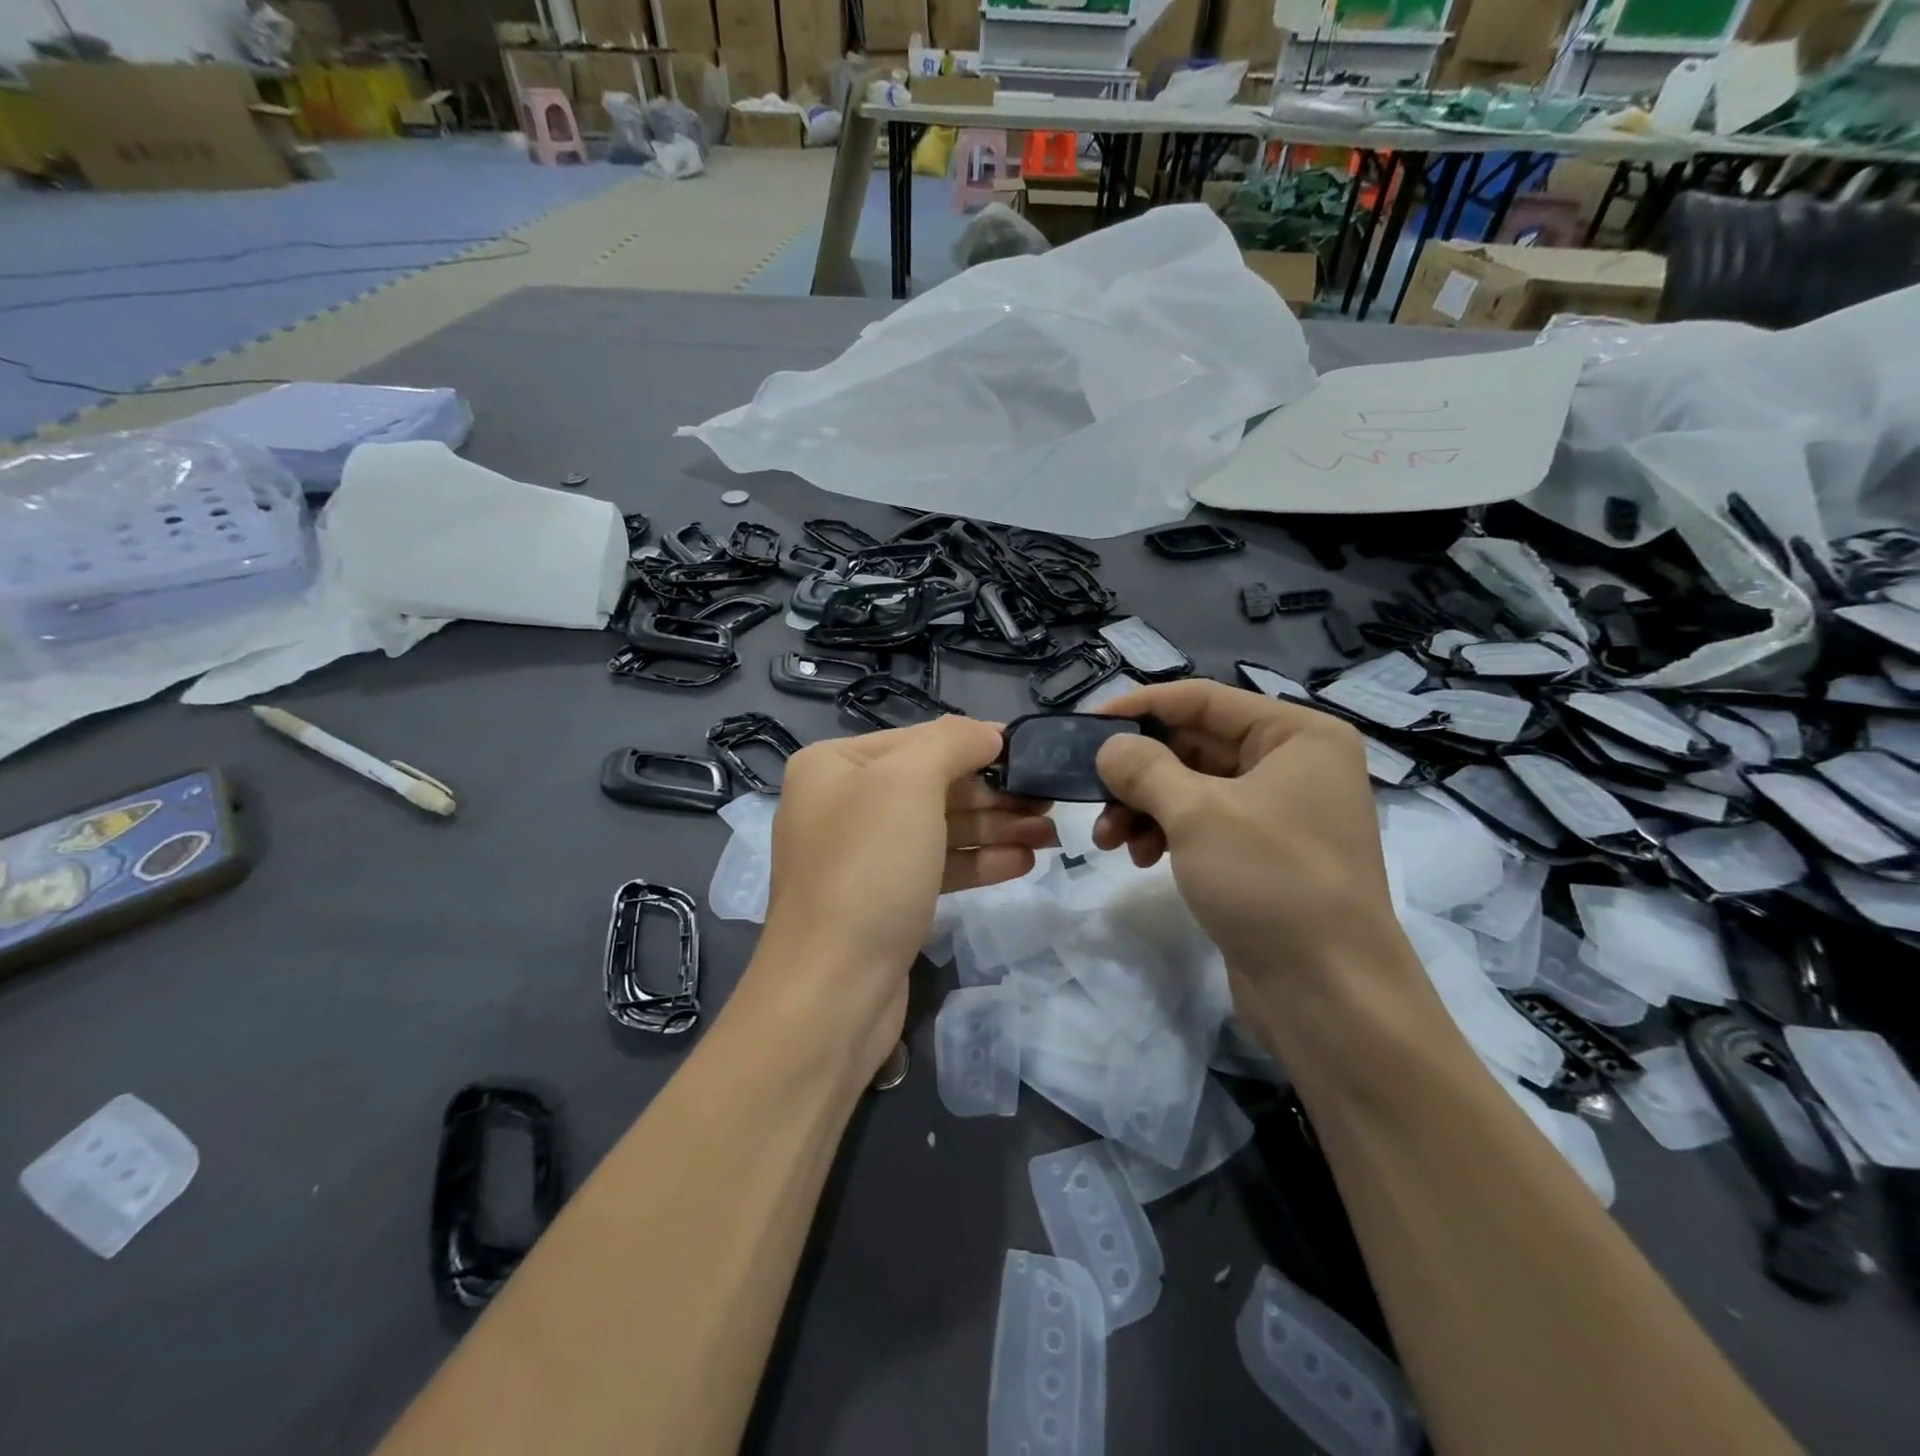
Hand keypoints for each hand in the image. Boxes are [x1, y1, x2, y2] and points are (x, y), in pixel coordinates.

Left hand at [755, 717, 1054, 1078]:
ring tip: (1049, 834)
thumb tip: (988, 733)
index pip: (920, 740)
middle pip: (932, 785)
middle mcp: (843, 803)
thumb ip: (951, 743)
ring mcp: (862, 856)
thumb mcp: (908, 783)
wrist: (833, 990)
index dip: (978, 745)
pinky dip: (978, 862)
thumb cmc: (868, 870)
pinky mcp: (883, 899)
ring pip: (939, 828)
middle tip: (1050, 802)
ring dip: (996, 828)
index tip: (1032, 756)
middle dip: (994, 794)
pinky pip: (936, 866)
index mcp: (834, 765)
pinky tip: (1022, 862)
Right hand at [1091, 681, 1410, 1005]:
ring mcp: (1280, 812)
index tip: (1086, 725)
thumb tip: (1108, 747)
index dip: (1140, 707)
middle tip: (1090, 795)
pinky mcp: (1263, 854)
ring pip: (1192, 788)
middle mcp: (1294, 764)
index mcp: (1298, 735)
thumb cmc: (1270, 882)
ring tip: (1107, 840)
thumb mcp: (1197, 814)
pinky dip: (1166, 833)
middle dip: (1137, 772)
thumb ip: (1144, 768)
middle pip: (1194, 745)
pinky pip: (1203, 824)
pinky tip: (1140, 858)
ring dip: (1144, 807)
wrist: (1331, 997)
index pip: (1203, 699)